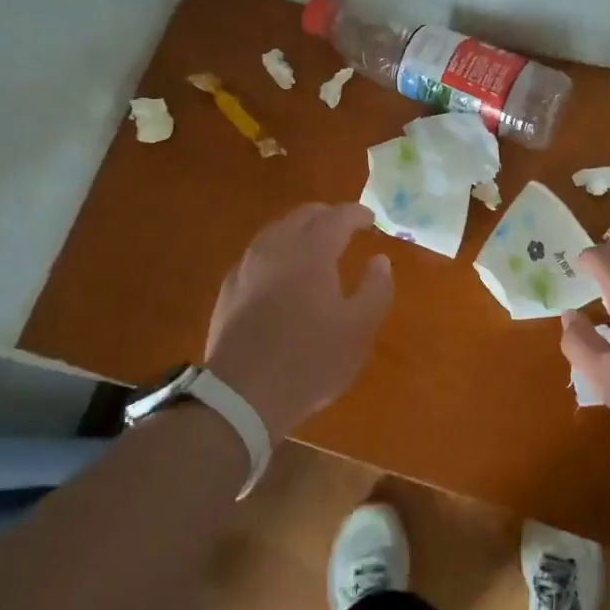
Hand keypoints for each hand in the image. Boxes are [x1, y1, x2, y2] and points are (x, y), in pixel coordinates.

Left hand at [204, 203, 394, 438]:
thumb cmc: (310, 360)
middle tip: (345, 227)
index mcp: (311, 252)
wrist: (242, 395)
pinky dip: (277, 251)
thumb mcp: (359, 329)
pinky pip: (258, 254)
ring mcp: (247, 266)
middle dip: (327, 215)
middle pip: (303, 215)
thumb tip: (380, 260)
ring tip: (314, 246)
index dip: (356, 214)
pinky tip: (282, 273)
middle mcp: (276, 248)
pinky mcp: (229, 288)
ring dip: (300, 230)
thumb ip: (376, 288)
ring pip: (276, 231)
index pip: (337, 217)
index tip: (370, 219)